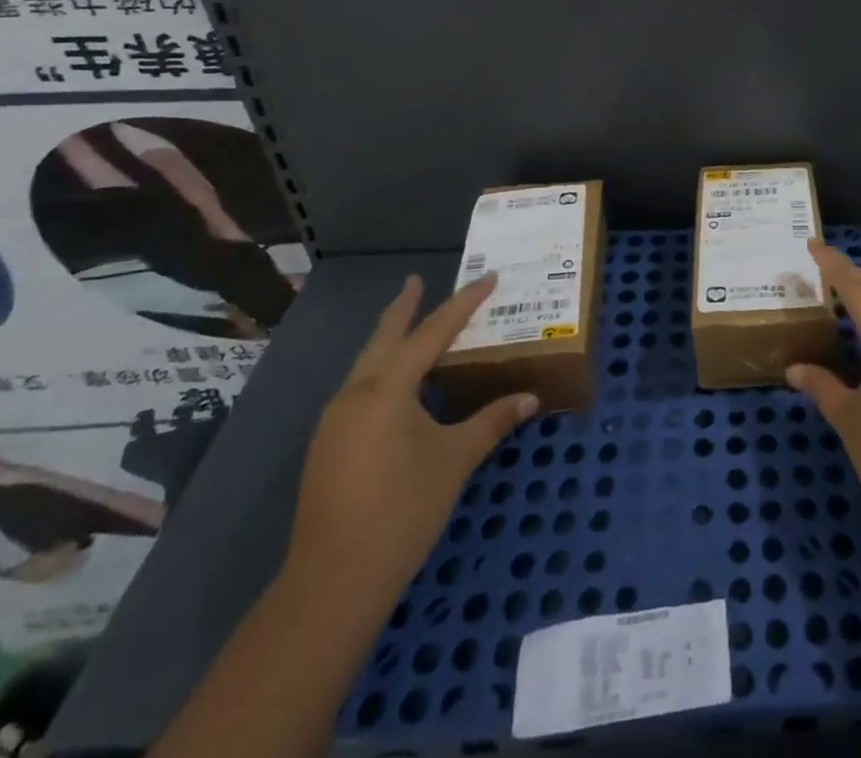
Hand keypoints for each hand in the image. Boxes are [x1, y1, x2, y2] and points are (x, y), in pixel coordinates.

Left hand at [284, 273, 536, 606]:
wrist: (332, 582)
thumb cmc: (402, 510)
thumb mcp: (455, 460)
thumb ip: (492, 422)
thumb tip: (531, 398)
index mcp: (386, 389)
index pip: (432, 332)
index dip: (463, 303)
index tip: (488, 278)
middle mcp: (355, 395)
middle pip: (384, 339)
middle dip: (403, 309)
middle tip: (416, 282)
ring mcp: (335, 422)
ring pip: (367, 365)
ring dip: (390, 341)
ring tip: (413, 328)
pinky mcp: (328, 446)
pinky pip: (360, 390)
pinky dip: (382, 372)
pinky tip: (397, 386)